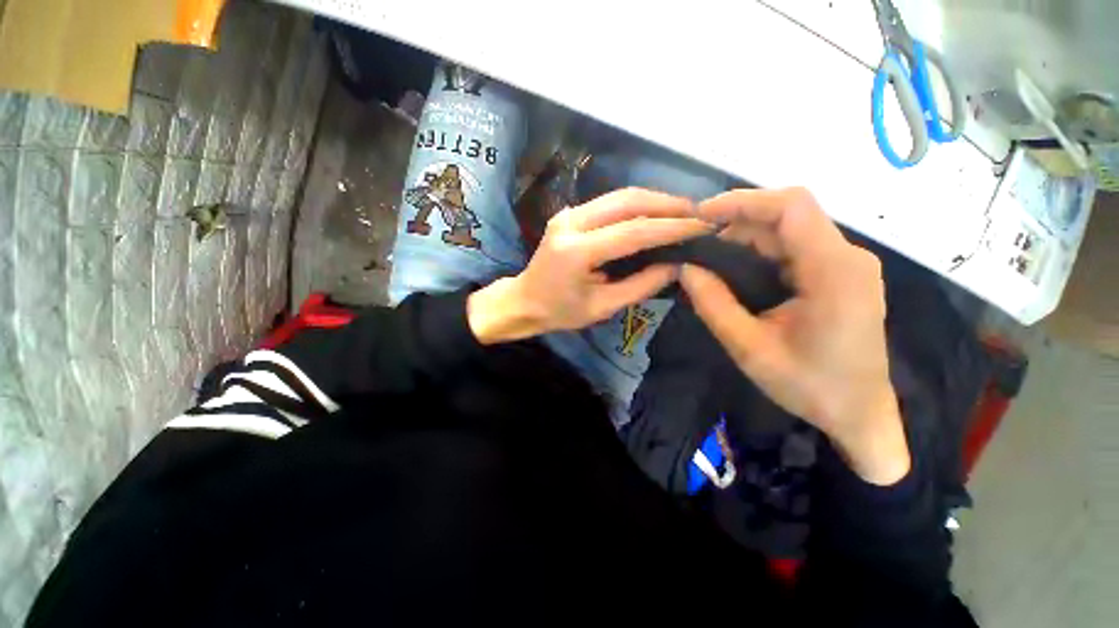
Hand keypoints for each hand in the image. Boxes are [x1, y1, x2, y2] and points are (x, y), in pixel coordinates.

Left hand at [468, 188, 712, 343]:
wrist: (523, 301)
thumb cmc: (560, 312)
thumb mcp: (602, 307)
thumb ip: (640, 285)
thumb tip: (676, 266)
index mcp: (577, 251)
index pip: (633, 231)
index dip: (671, 228)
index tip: (702, 227)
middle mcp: (571, 223)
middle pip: (627, 201)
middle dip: (667, 204)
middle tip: (698, 213)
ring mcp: (568, 214)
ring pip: (619, 196)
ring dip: (654, 200)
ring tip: (683, 211)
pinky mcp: (569, 213)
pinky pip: (609, 203)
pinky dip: (637, 205)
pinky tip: (655, 213)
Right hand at [679, 188, 909, 484]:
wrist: (859, 413)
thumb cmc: (809, 386)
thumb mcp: (749, 349)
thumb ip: (714, 305)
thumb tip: (685, 268)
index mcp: (833, 272)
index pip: (792, 207)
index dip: (743, 200)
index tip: (701, 215)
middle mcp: (847, 257)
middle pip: (788, 214)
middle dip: (737, 221)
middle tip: (697, 244)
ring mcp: (846, 264)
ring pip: (789, 229)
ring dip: (746, 237)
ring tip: (709, 259)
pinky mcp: (839, 273)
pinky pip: (795, 247)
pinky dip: (760, 250)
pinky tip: (735, 269)